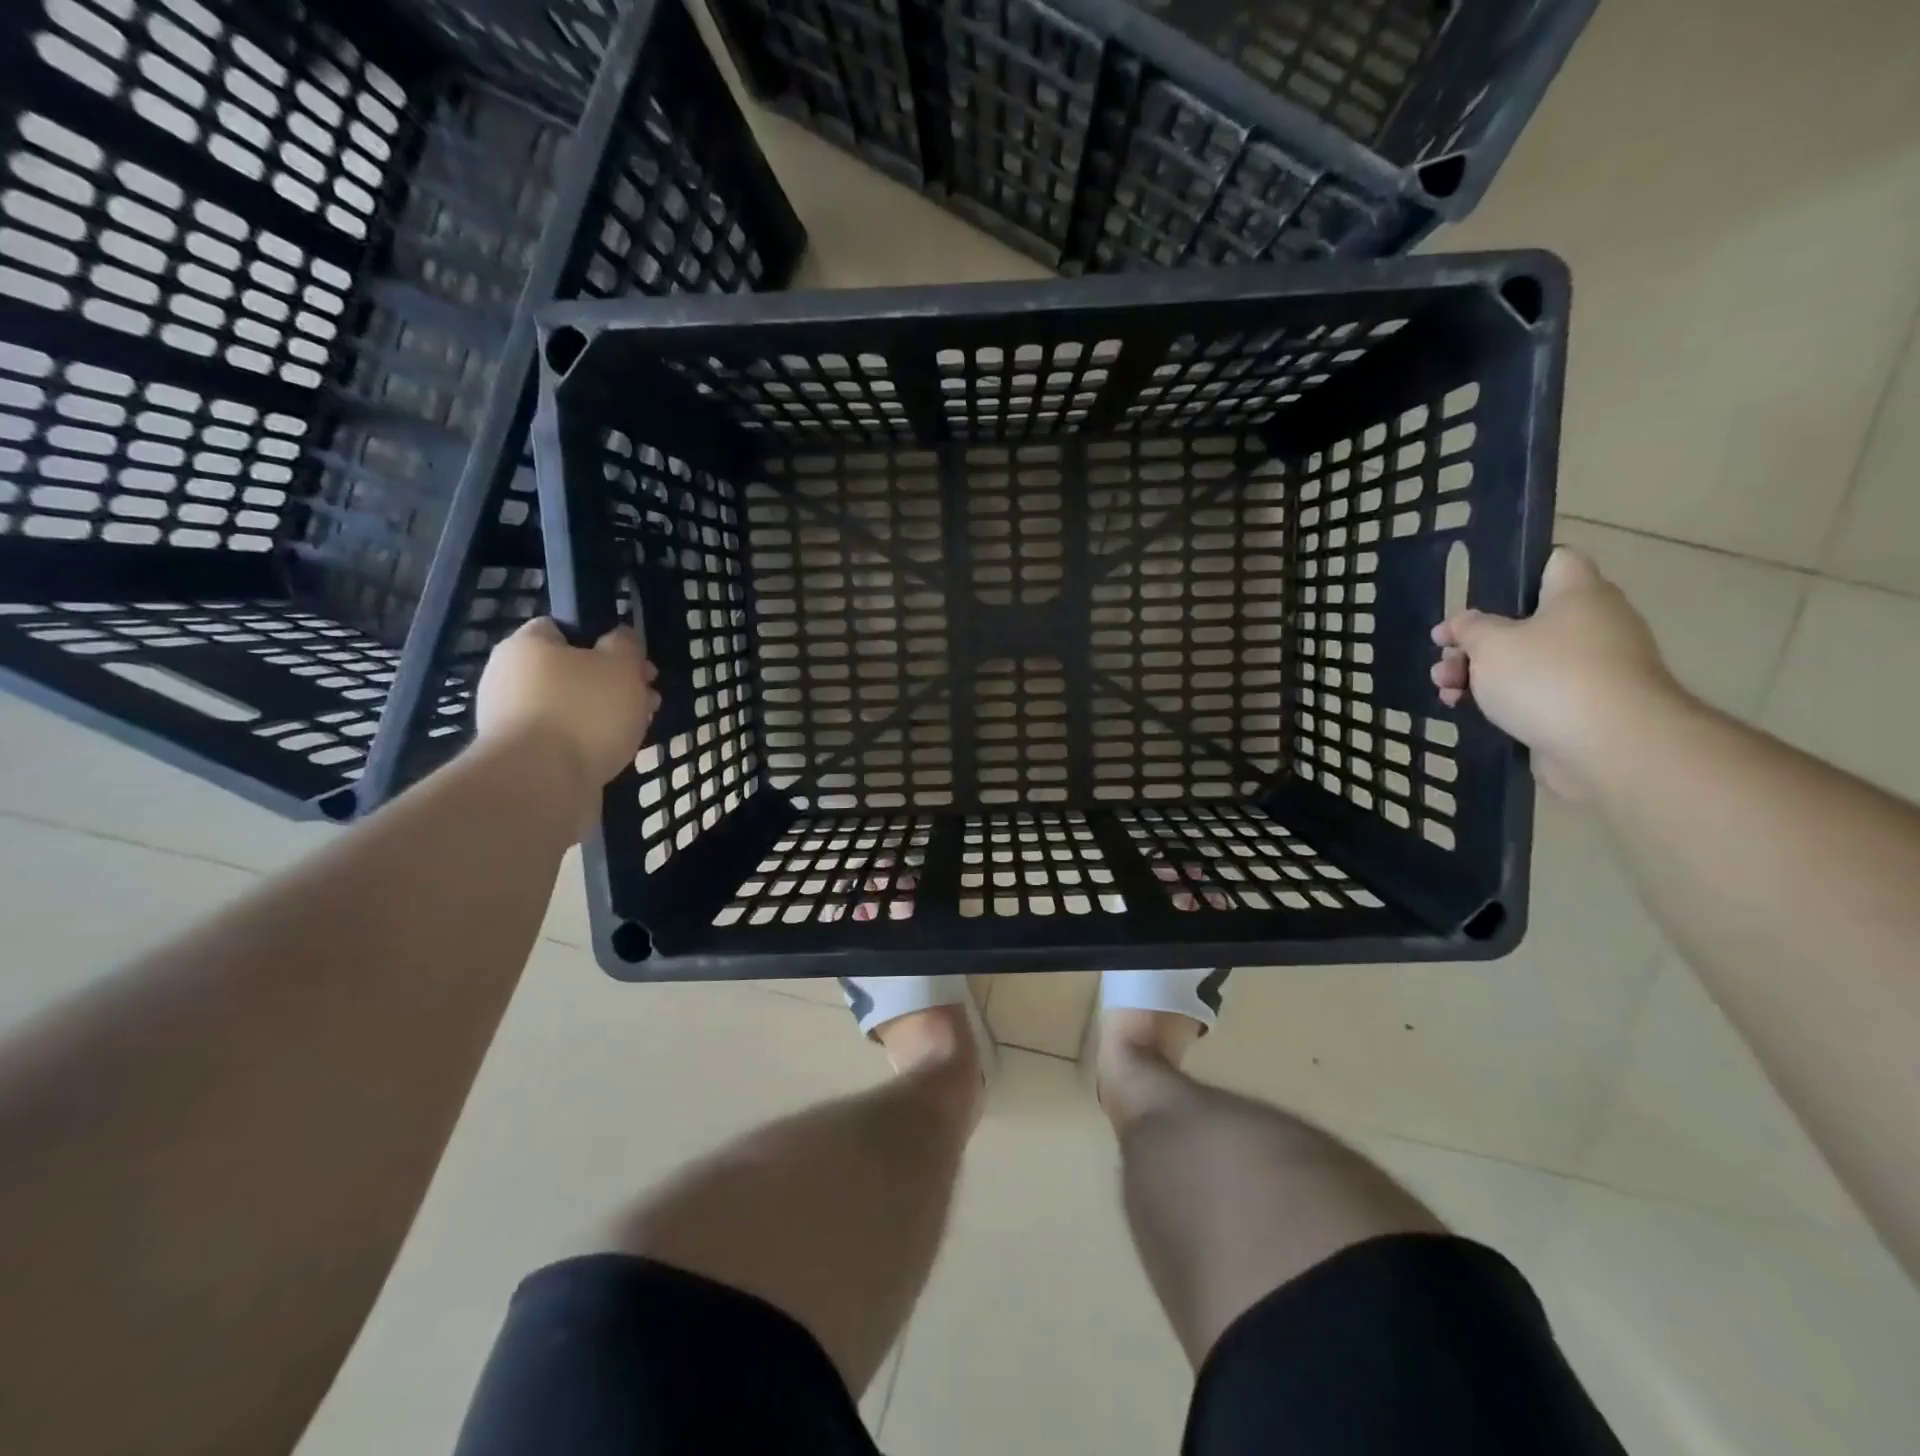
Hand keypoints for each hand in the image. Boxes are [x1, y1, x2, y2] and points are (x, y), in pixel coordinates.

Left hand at [476, 619, 658, 794]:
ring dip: (605, 716)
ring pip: (570, 708)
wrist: (541, 785)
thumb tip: (620, 638)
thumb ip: (625, 645)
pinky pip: (563, 740)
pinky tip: (614, 754)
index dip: (601, 640)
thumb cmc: (583, 711)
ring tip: (638, 731)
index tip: (633, 662)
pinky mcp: (521, 758)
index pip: (562, 628)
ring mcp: (511, 721)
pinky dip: (588, 743)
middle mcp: (509, 678)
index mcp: (526, 646)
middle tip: (647, 700)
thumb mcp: (620, 664)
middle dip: (613, 685)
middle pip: (571, 672)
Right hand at [1430, 548, 1684, 799]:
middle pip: (1526, 619)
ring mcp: (1592, 668)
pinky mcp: (1583, 706)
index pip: (1555, 560)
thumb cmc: (1548, 677)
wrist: (1610, 746)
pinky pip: (1534, 693)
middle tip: (1444, 655)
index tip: (1477, 594)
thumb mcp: (1490, 644)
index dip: (1515, 570)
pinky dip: (1501, 700)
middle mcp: (1593, 624)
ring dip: (1480, 673)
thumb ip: (1469, 628)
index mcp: (1579, 594)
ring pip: (1524, 660)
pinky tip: (1467, 710)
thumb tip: (1463, 623)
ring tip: (1445, 690)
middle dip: (1477, 639)